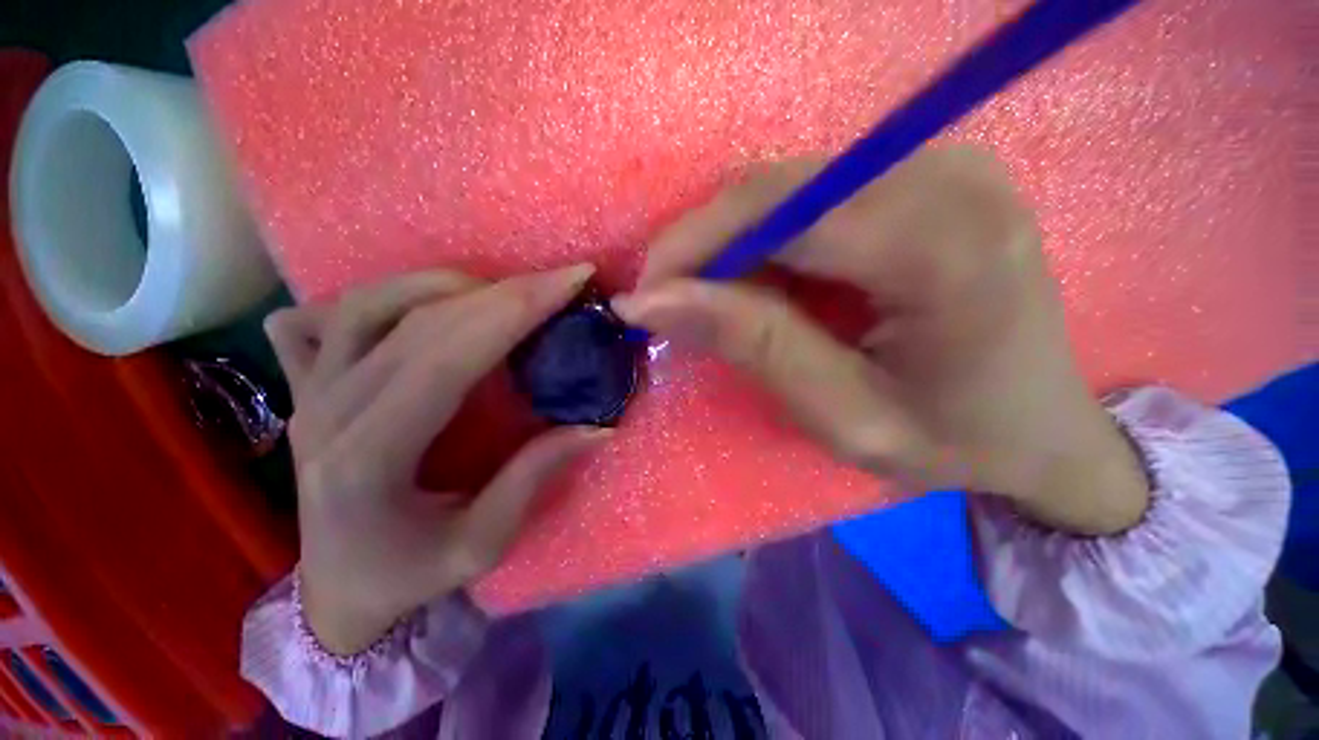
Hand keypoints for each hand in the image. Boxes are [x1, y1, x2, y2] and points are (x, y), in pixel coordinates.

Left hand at [265, 265, 606, 654]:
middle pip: (420, 324)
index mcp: (368, 460)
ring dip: (446, 284)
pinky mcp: (303, 386)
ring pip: (369, 305)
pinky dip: (381, 294)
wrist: (336, 590)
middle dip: (506, 292)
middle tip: (561, 279)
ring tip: (504, 289)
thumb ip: (535, 477)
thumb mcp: (481, 543)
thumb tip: (598, 427)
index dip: (515, 312)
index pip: (448, 359)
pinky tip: (423, 301)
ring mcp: (307, 393)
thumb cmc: (408, 575)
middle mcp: (328, 413)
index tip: (571, 283)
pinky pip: (325, 316)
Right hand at [615, 147, 1148, 534]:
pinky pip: (813, 195)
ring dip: (732, 245)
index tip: (645, 298)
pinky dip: (768, 240)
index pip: (778, 213)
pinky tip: (761, 284)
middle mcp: (946, 175)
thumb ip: (750, 345)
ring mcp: (942, 164)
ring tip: (712, 302)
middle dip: (705, 246)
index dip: (693, 247)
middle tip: (670, 304)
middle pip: (777, 189)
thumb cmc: (954, 440)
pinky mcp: (927, 176)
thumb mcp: (843, 415)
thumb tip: (653, 302)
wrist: (1048, 428)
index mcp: (941, 244)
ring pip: (786, 188)